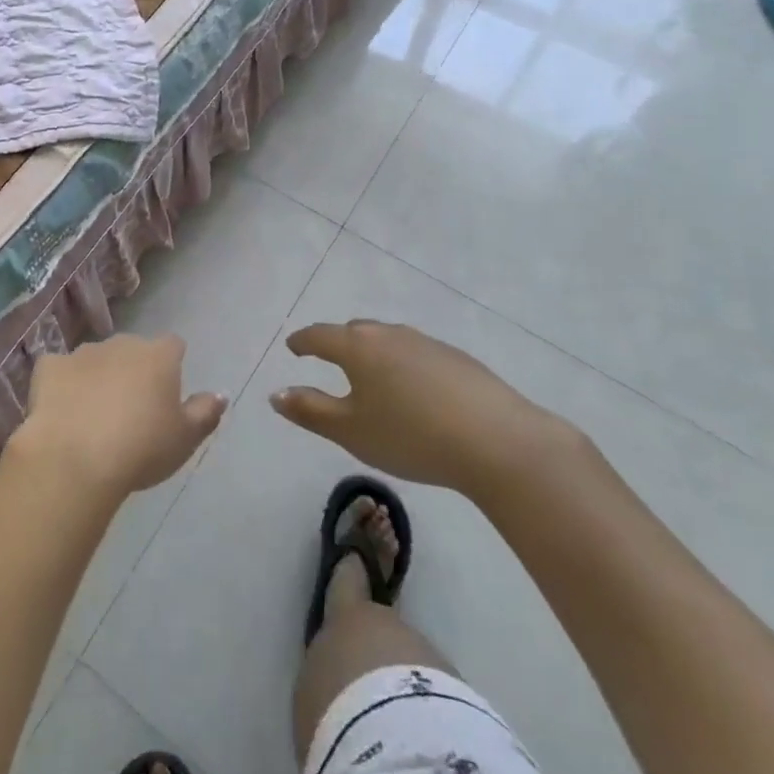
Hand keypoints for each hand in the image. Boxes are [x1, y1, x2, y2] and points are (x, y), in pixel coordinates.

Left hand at [17, 334, 226, 499]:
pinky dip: (61, 384)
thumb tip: (221, 394)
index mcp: (158, 356)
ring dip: (98, 377)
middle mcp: (121, 344)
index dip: (172, 365)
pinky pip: (59, 370)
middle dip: (132, 371)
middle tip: (131, 410)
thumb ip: (205, 413)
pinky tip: (61, 409)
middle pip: (132, 350)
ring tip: (94, 416)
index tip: (167, 392)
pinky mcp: (49, 366)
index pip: (173, 345)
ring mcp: (82, 352)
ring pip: (96, 359)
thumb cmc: (140, 449)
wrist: (75, 458)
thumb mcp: (184, 439)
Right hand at [270, 321, 575, 503]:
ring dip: (373, 354)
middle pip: (355, 332)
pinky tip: (415, 393)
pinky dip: (404, 366)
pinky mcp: (458, 359)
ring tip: (372, 378)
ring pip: (389, 341)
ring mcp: (427, 343)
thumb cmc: (411, 436)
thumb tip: (276, 394)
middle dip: (338, 343)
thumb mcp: (351, 431)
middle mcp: (390, 334)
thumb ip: (310, 410)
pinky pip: (417, 354)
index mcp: (358, 347)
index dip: (303, 342)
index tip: (293, 347)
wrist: (498, 441)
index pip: (320, 335)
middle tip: (329, 360)